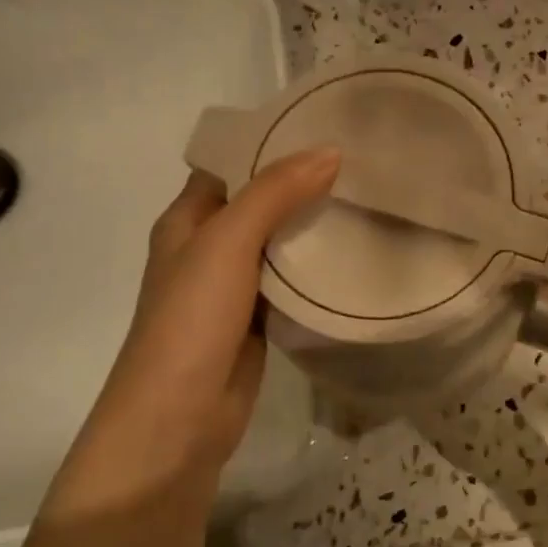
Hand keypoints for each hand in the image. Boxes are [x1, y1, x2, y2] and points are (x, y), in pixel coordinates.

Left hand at [50, 148, 339, 513]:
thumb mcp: (227, 244)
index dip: (271, 144)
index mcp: (187, 220)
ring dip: (313, 226)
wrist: (178, 420)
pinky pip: (289, 284)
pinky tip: (355, 255)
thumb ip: (274, 194)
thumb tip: (329, 150)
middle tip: (363, 163)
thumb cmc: (190, 321)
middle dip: (303, 184)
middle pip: (260, 203)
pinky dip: (315, 270)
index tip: (326, 126)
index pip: (231, 165)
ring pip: (278, 244)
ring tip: (369, 199)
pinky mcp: (257, 321)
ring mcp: (233, 288)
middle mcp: (208, 248)